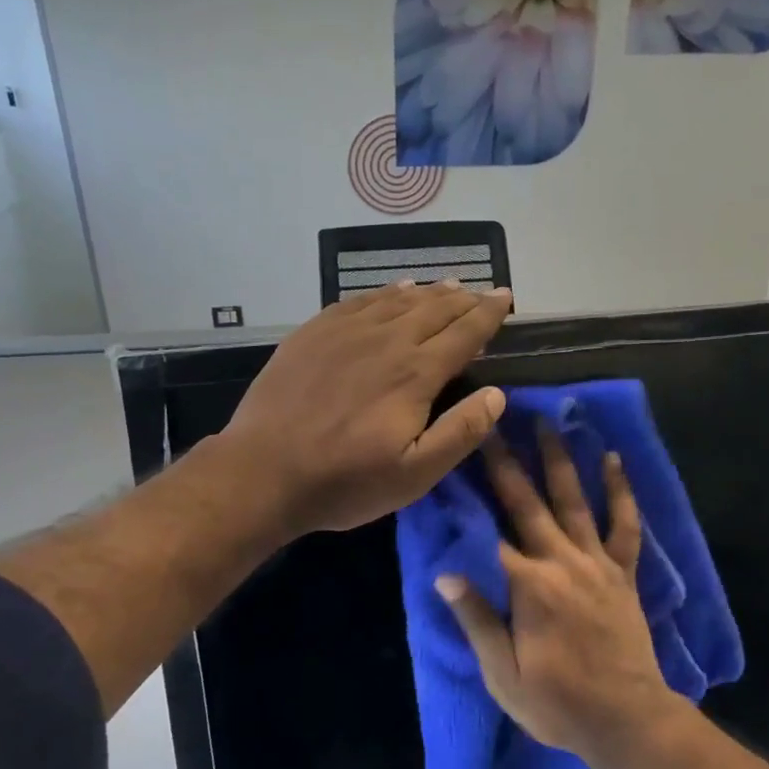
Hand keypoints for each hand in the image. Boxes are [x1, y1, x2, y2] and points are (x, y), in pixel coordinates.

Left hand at [220, 280, 512, 535]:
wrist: (262, 471)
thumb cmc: (345, 481)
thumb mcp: (414, 475)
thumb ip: (460, 432)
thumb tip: (496, 394)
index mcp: (415, 373)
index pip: (464, 332)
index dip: (489, 314)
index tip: (506, 297)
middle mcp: (385, 340)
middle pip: (434, 308)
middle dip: (464, 299)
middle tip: (484, 292)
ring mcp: (345, 332)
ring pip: (398, 300)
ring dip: (429, 291)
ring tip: (448, 286)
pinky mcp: (313, 333)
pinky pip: (359, 300)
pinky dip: (384, 292)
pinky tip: (394, 290)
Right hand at [436, 422, 678, 759]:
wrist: (627, 721)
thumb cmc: (556, 703)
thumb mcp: (502, 673)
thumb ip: (475, 619)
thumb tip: (444, 572)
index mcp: (527, 586)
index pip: (487, 532)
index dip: (465, 497)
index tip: (450, 462)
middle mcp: (561, 562)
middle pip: (527, 503)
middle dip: (506, 461)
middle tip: (492, 421)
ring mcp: (596, 563)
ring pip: (574, 500)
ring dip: (559, 458)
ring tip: (547, 421)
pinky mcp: (623, 572)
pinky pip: (624, 524)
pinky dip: (620, 490)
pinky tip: (613, 458)